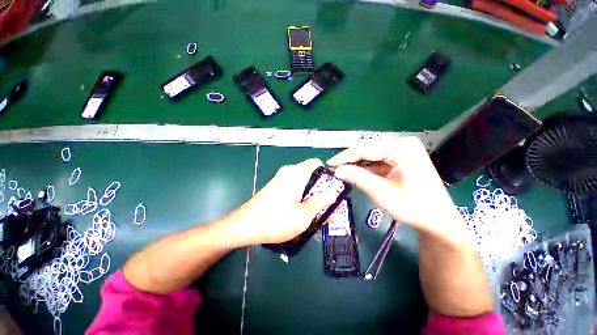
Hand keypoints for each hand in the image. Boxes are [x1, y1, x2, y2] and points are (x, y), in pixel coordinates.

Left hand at [223, 158, 335, 245]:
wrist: (243, 226)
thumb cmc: (275, 221)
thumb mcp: (303, 216)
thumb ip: (320, 203)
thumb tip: (331, 194)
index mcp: (296, 173)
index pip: (317, 163)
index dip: (327, 174)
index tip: (332, 190)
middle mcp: (288, 172)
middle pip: (311, 175)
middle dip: (321, 190)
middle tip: (328, 207)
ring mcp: (281, 179)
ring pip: (303, 184)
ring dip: (312, 197)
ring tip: (319, 214)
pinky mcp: (276, 187)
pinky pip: (294, 189)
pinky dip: (302, 198)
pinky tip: (304, 213)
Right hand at [327, 137, 464, 241]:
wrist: (438, 220)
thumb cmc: (413, 207)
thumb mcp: (382, 192)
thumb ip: (358, 178)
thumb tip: (337, 170)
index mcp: (401, 148)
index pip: (364, 149)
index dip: (344, 157)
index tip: (329, 164)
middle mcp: (402, 144)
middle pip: (368, 150)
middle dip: (349, 160)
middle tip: (334, 169)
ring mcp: (403, 152)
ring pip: (371, 155)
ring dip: (356, 164)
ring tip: (341, 171)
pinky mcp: (401, 160)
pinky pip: (378, 161)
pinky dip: (366, 168)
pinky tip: (355, 173)